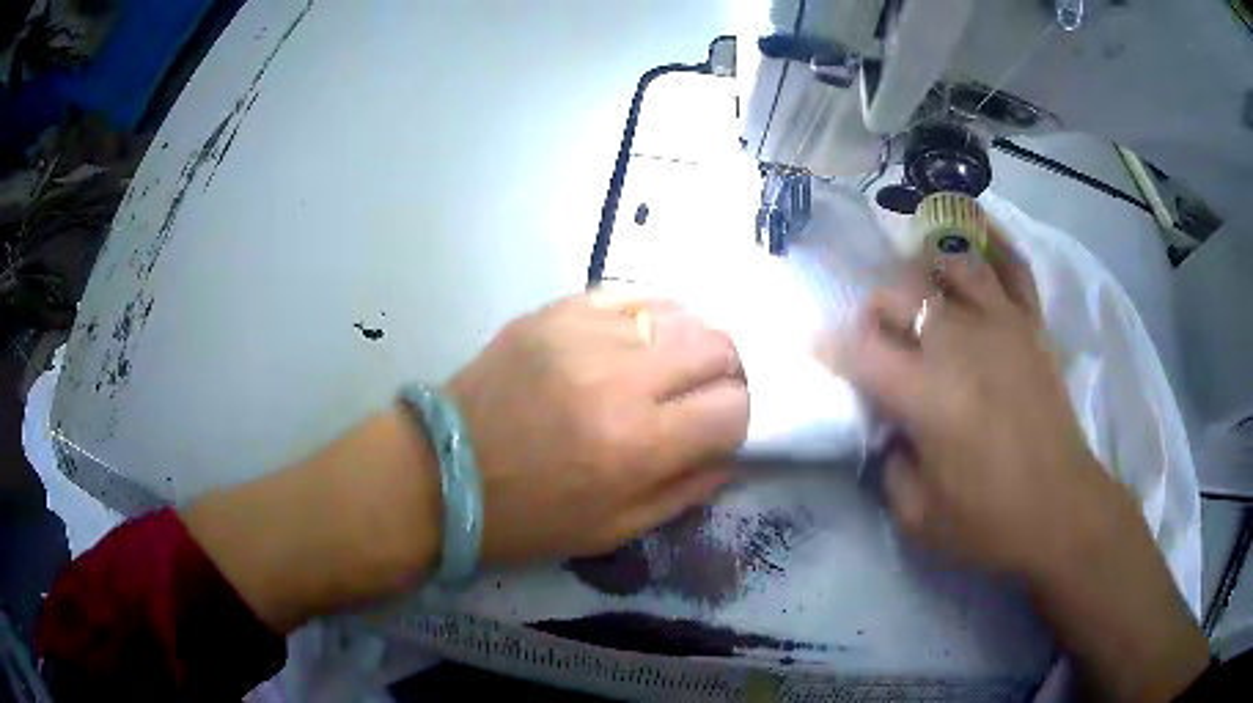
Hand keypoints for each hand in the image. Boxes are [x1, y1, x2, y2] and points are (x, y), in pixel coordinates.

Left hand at [448, 290, 748, 563]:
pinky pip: (630, 294)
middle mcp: (618, 378)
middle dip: (727, 372)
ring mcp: (582, 334)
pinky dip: (651, 315)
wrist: (441, 473)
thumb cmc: (527, 518)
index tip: (723, 428)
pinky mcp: (554, 311)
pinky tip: (641, 339)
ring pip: (680, 312)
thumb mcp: (614, 529)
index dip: (741, 419)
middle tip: (707, 392)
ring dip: (691, 341)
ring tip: (673, 365)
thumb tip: (734, 451)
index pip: (733, 408)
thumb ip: (687, 488)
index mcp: (636, 445)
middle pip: (718, 345)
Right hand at [845, 233, 1112, 580]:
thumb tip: (888, 431)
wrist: (1061, 510)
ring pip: (953, 264)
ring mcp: (1002, 325)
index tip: (817, 347)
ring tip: (923, 291)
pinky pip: (1014, 268)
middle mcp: (960, 344)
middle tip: (875, 333)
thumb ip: (889, 467)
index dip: (829, 344)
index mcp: (926, 394)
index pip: (860, 349)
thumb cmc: (989, 521)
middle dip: (876, 308)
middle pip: (902, 293)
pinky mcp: (1032, 326)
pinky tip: (978, 241)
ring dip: (926, 271)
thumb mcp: (917, 517)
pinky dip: (994, 246)